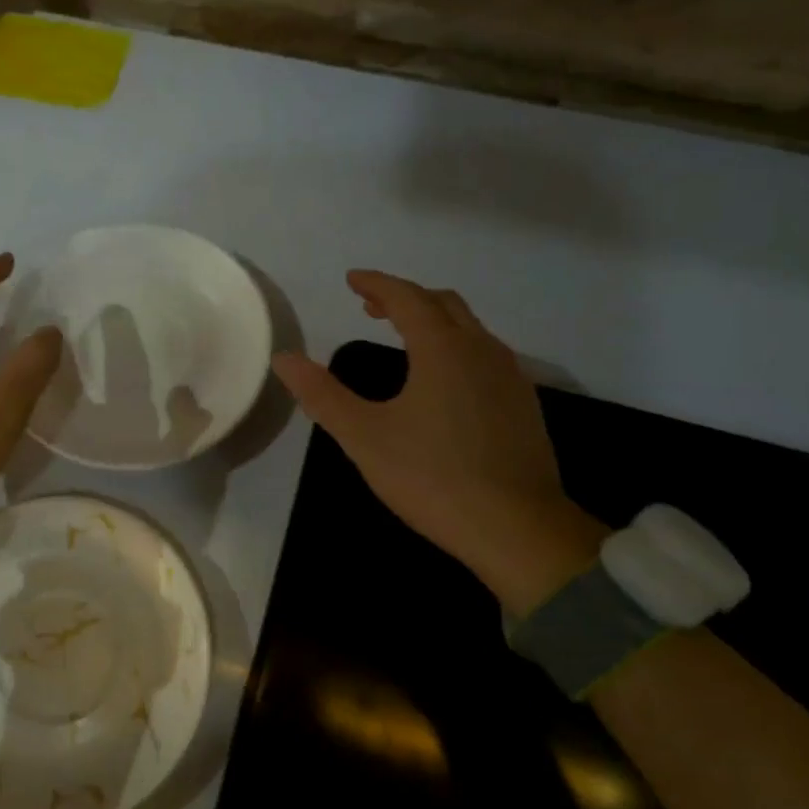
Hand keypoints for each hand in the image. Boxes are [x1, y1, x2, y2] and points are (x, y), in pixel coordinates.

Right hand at [271, 270, 605, 616]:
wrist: (517, 528)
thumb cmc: (433, 477)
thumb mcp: (364, 437)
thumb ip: (322, 395)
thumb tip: (284, 358)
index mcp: (443, 348)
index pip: (406, 297)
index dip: (376, 284)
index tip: (351, 280)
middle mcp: (482, 350)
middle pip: (443, 304)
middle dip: (405, 297)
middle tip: (371, 306)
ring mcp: (511, 377)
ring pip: (470, 328)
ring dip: (434, 320)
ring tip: (405, 337)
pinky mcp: (525, 405)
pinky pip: (486, 355)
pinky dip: (457, 347)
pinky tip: (445, 380)